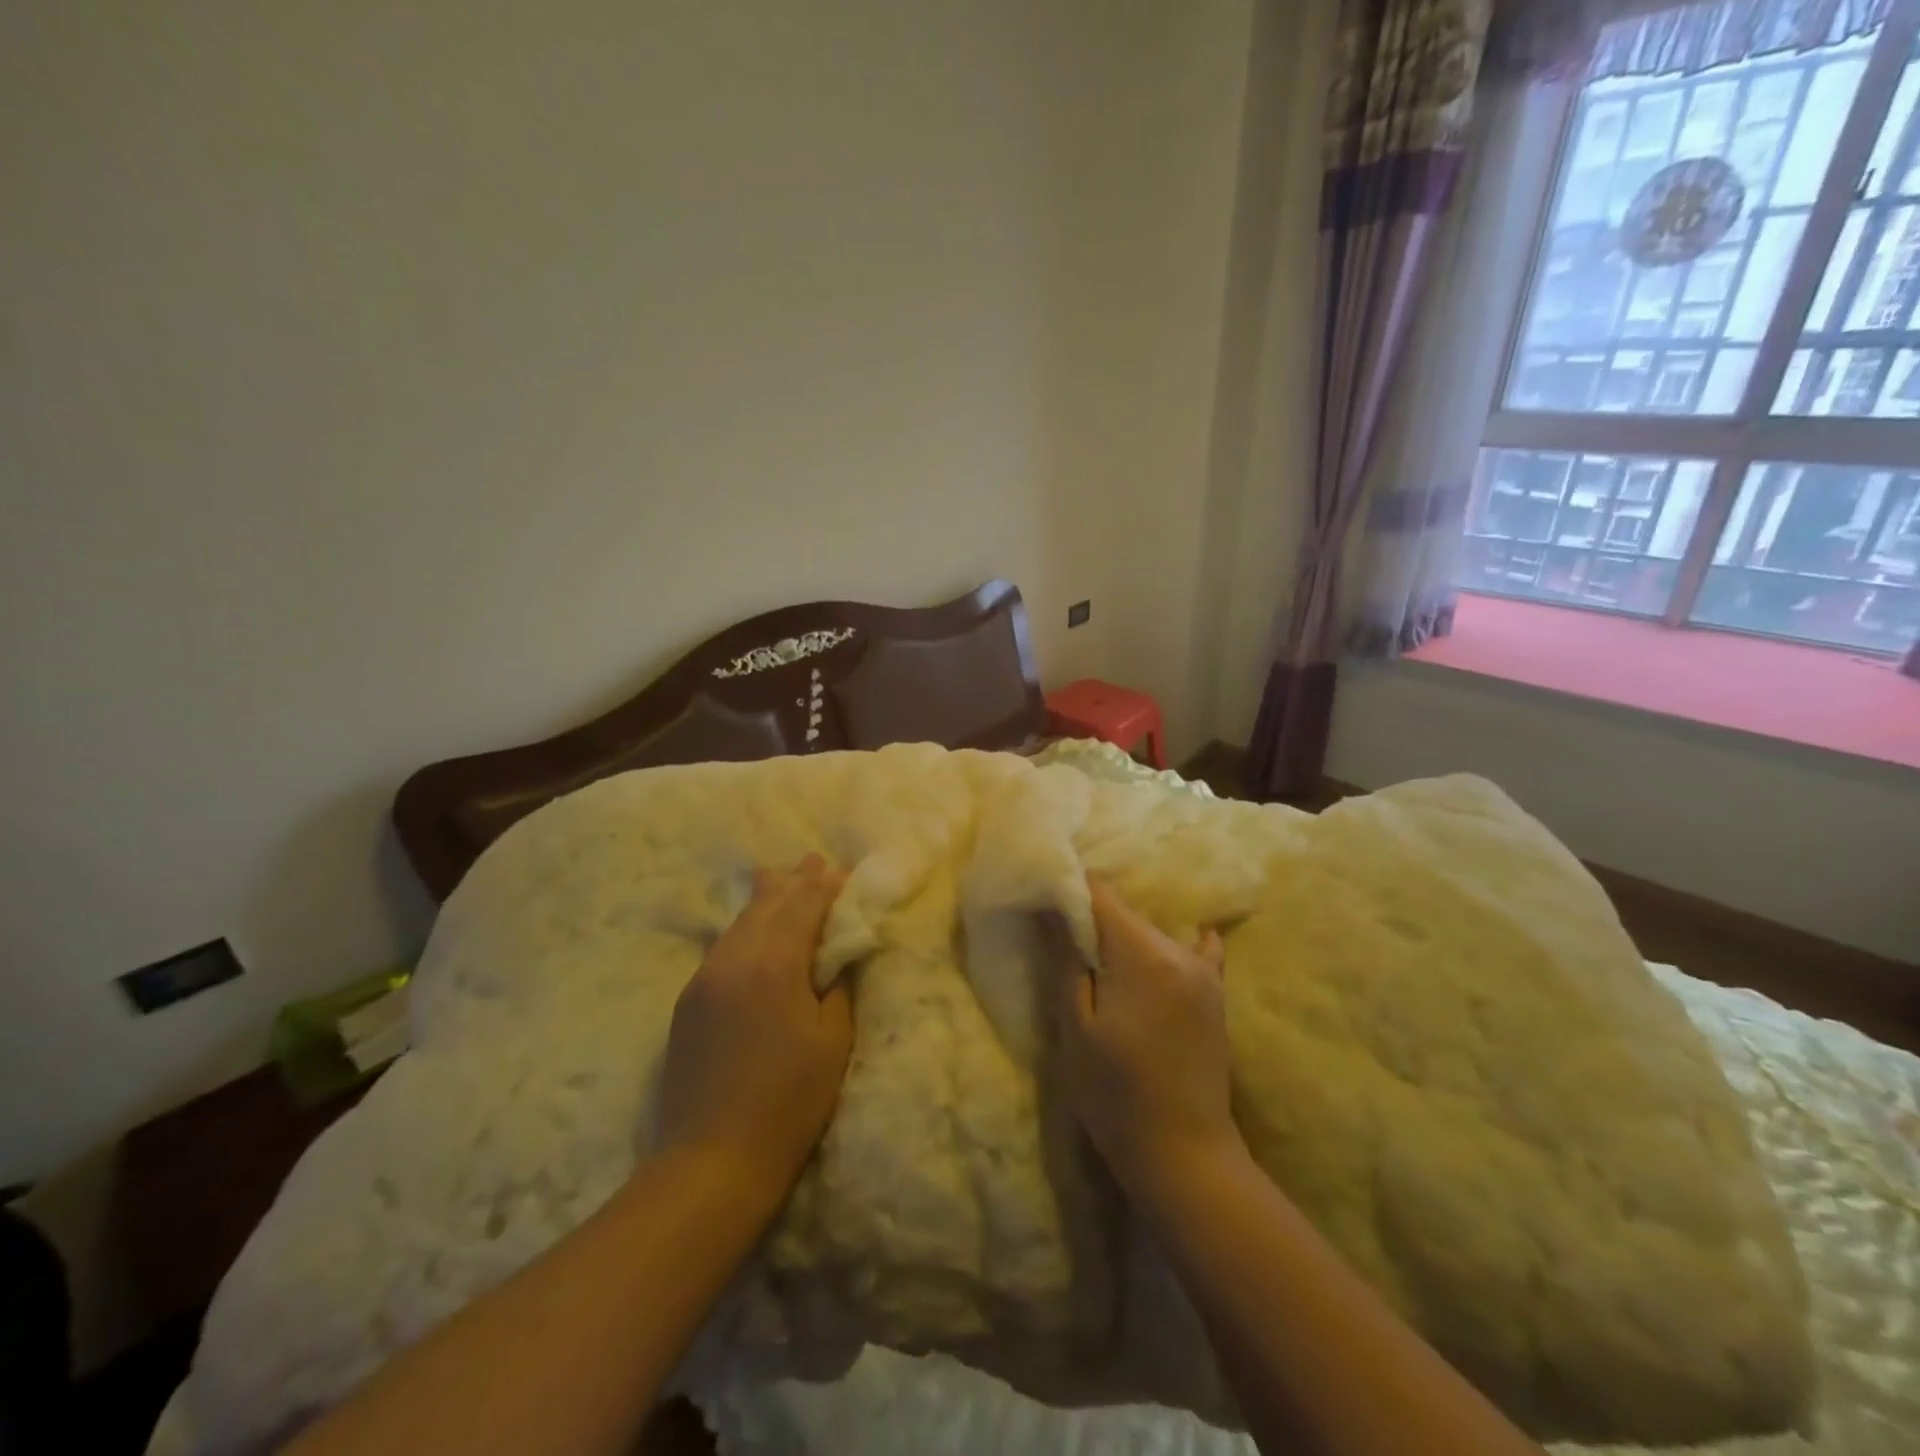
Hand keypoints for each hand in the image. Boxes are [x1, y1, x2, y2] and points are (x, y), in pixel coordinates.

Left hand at [653, 854, 852, 1206]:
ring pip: (738, 923)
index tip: (841, 871)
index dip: (824, 887)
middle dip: (793, 882)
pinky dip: (744, 929)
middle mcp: (733, 960)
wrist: (710, 1163)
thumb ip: (834, 985)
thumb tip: (833, 954)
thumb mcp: (831, 1041)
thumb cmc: (788, 1103)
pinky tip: (750, 929)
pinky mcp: (688, 1002)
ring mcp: (703, 980)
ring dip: (764, 901)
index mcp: (773, 965)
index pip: (803, 907)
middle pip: (766, 906)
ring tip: (779, 878)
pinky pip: (722, 948)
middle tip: (812, 860)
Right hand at [1053, 879, 1241, 1200]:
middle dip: (1092, 920)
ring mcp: (1204, 973)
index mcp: (1141, 954)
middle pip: (1125, 914)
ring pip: (1152, 934)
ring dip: (1124, 939)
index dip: (1068, 893)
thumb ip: (1065, 962)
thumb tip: (1050, 909)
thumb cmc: (1115, 1095)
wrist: (1184, 1156)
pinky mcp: (1216, 997)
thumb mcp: (1075, 1029)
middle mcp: (1177, 951)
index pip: (1100, 895)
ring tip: (1099, 964)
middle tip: (1062, 944)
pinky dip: (1179, 945)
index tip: (1044, 906)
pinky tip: (1172, 944)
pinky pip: (1199, 953)